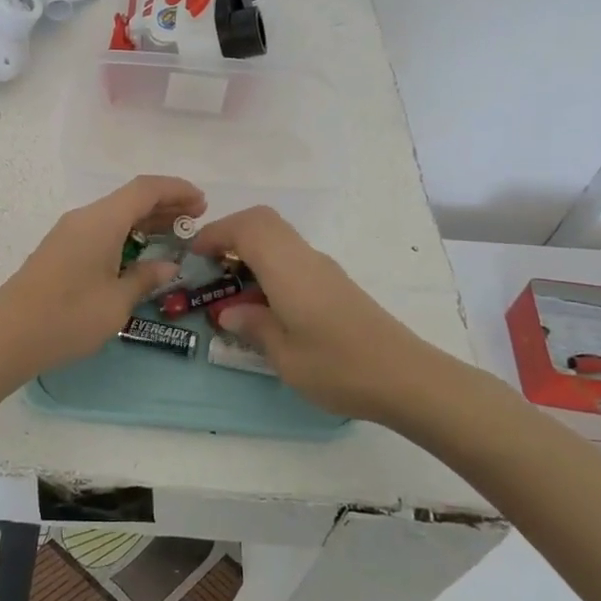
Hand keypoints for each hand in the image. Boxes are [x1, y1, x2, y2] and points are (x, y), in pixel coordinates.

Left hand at [0, 175, 205, 384]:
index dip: (176, 189)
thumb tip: (168, 265)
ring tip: (175, 236)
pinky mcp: (60, 251)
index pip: (145, 189)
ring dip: (145, 221)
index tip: (202, 202)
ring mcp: (68, 234)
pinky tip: (140, 254)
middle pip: (130, 199)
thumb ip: (145, 278)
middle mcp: (84, 218)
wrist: (5, 337)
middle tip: (195, 221)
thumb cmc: (67, 317)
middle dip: (164, 205)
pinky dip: (126, 234)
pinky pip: (101, 231)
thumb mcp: (116, 302)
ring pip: (115, 215)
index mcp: (101, 221)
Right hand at [192, 205, 448, 424]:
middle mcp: (305, 258)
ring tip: (230, 286)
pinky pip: (292, 256)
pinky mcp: (335, 283)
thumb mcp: (285, 356)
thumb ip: (253, 327)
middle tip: (209, 265)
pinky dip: (269, 264)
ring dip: (250, 249)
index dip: (215, 233)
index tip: (193, 256)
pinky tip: (264, 301)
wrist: (407, 378)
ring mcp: (324, 269)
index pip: (246, 228)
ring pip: (279, 237)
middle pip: (263, 221)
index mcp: (288, 269)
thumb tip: (229, 312)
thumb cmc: (339, 368)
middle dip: (230, 234)